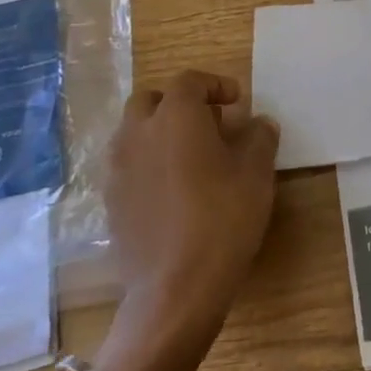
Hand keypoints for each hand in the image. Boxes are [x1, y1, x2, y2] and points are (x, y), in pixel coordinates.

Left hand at [101, 70, 279, 354]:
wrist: (174, 289)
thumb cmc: (222, 220)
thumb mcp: (256, 174)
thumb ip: (259, 138)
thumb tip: (259, 123)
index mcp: (176, 116)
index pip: (190, 81)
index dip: (215, 85)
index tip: (236, 101)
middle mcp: (139, 133)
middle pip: (151, 100)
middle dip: (178, 103)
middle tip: (209, 124)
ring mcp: (118, 168)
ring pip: (134, 132)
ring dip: (159, 132)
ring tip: (191, 157)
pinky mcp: (110, 201)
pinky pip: (128, 165)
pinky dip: (148, 163)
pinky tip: (173, 190)